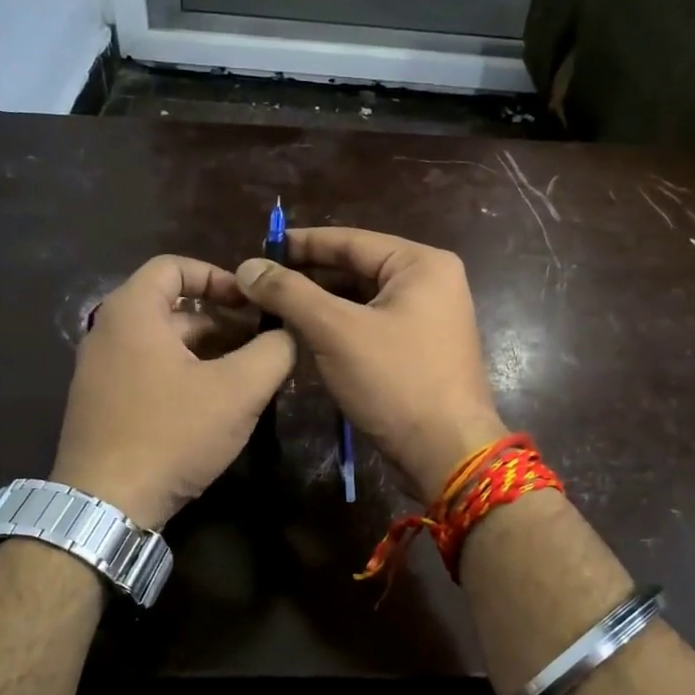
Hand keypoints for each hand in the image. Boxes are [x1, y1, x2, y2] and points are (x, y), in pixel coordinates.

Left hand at [52, 256, 294, 528]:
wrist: (105, 507)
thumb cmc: (171, 434)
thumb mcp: (238, 390)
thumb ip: (273, 351)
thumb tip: (291, 332)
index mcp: (132, 312)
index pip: (174, 265)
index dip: (218, 276)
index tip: (252, 302)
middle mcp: (107, 332)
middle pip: (172, 308)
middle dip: (222, 321)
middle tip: (262, 343)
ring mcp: (99, 371)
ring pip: (163, 344)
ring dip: (208, 351)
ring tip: (248, 376)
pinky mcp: (101, 405)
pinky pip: (149, 371)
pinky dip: (184, 374)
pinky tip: (215, 406)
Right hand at [234, 228, 506, 499]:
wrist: (447, 454)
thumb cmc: (396, 382)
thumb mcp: (336, 331)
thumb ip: (290, 293)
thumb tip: (248, 266)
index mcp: (421, 264)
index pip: (351, 240)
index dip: (301, 244)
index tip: (260, 247)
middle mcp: (432, 282)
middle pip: (357, 268)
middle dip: (309, 277)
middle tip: (260, 283)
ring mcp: (430, 318)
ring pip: (363, 300)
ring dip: (321, 304)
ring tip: (274, 308)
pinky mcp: (422, 349)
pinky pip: (373, 325)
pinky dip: (340, 327)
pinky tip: (305, 335)